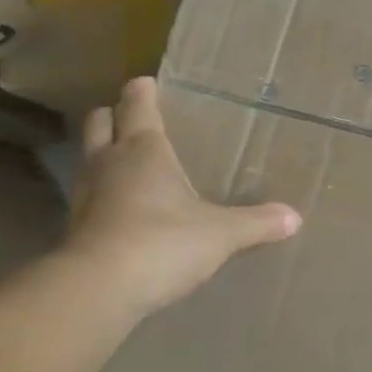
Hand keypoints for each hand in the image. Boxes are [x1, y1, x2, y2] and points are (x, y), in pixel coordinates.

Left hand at [63, 77, 300, 318]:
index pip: (138, 107)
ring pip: (91, 159)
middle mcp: (109, 164)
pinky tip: (126, 208)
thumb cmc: (163, 242)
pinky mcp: (77, 228)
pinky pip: (92, 197)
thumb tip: (294, 217)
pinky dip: (106, 193)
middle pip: (100, 124)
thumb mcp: (222, 233)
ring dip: (105, 154)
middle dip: (113, 116)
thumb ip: (257, 222)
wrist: (97, 290)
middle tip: (133, 117)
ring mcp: (87, 196)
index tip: (146, 81)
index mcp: (144, 151)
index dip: (142, 92)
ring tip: (130, 160)